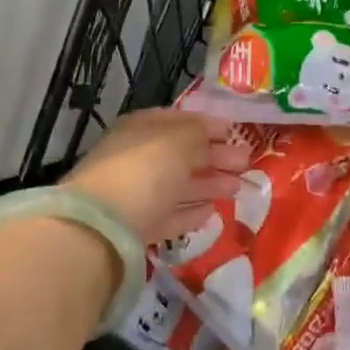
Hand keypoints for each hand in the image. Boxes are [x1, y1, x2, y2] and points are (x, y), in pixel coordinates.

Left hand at [63, 109, 252, 245]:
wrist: (103, 225)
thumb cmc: (144, 169)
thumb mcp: (178, 140)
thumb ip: (199, 133)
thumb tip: (213, 134)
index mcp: (142, 128)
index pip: (179, 121)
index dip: (209, 125)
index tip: (237, 132)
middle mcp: (138, 157)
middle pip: (182, 155)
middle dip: (215, 157)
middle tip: (247, 163)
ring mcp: (137, 194)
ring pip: (179, 185)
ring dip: (209, 184)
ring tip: (239, 188)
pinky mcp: (139, 228)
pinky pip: (170, 215)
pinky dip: (191, 212)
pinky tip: (213, 213)